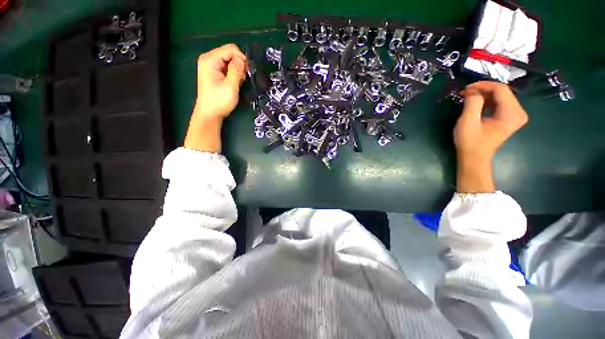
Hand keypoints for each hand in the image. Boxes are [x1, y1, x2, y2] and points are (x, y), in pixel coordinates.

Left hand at [194, 44, 246, 118]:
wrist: (210, 114)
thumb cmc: (219, 101)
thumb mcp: (230, 86)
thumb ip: (236, 71)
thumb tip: (243, 60)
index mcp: (210, 60)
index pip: (230, 49)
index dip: (241, 59)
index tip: (247, 72)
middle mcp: (209, 59)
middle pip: (230, 53)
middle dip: (240, 64)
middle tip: (243, 78)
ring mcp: (211, 66)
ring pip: (230, 60)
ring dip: (238, 70)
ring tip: (239, 82)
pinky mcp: (214, 72)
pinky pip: (227, 67)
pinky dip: (234, 73)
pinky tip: (236, 82)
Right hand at [454, 81, 527, 191]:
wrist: (474, 158)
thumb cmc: (470, 142)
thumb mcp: (468, 121)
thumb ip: (472, 103)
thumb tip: (472, 90)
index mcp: (512, 113)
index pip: (501, 89)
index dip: (483, 85)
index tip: (466, 88)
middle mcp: (519, 112)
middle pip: (503, 91)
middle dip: (483, 89)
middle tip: (466, 92)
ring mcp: (515, 115)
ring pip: (501, 95)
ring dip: (484, 94)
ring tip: (468, 97)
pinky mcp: (510, 117)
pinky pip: (500, 102)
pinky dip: (488, 100)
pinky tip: (476, 102)